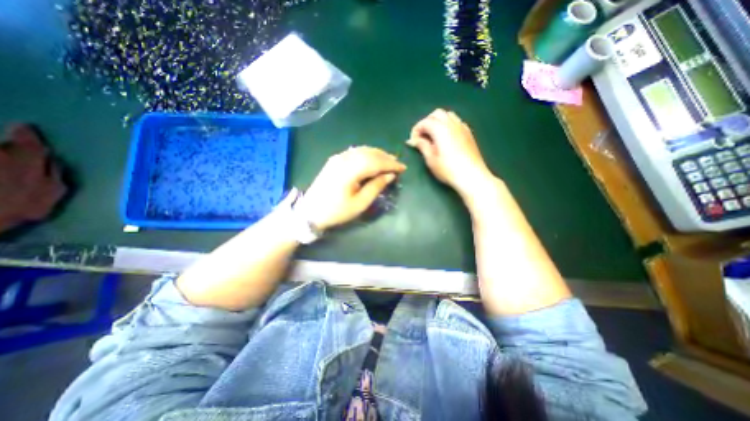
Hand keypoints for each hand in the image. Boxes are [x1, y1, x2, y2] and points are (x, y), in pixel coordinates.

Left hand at [295, 144, 408, 229]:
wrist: (310, 211)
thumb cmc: (337, 211)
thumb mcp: (359, 204)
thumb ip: (376, 187)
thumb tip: (390, 175)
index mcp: (350, 170)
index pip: (376, 162)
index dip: (391, 164)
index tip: (403, 168)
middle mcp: (344, 159)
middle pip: (369, 153)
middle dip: (386, 157)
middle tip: (397, 164)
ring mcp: (337, 158)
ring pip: (362, 150)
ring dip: (377, 154)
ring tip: (388, 161)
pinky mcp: (334, 160)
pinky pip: (354, 152)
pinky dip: (367, 154)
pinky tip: (372, 159)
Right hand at [409, 109, 496, 196]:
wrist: (471, 176)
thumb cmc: (448, 169)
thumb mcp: (431, 159)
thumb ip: (422, 146)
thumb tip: (413, 140)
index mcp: (440, 129)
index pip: (425, 122)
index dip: (416, 130)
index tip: (413, 142)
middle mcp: (452, 124)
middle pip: (436, 114)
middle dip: (426, 122)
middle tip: (422, 137)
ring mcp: (462, 127)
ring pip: (448, 115)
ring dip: (438, 122)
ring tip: (433, 136)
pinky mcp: (468, 133)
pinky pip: (456, 122)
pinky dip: (448, 125)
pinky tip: (446, 138)